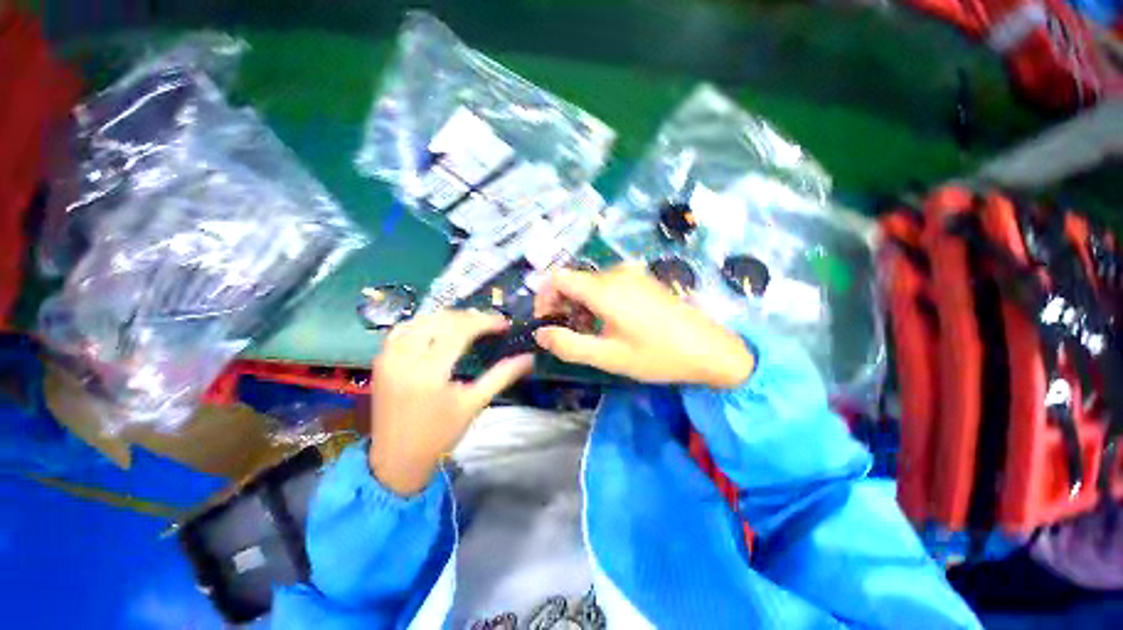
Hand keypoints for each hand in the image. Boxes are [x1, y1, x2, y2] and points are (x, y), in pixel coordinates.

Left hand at [369, 310, 533, 494]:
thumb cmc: (440, 434)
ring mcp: (388, 357)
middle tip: (488, 323)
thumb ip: (502, 376)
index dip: (484, 322)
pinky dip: (423, 323)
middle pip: (440, 320)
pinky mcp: (380, 360)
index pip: (459, 331)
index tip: (503, 322)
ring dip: (447, 317)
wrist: (396, 459)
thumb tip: (529, 358)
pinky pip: (402, 329)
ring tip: (468, 324)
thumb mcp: (474, 404)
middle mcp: (405, 358)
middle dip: (468, 316)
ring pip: (420, 320)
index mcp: (429, 372)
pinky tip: (437, 330)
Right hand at [534, 264, 753, 387]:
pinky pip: (609, 285)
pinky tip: (608, 323)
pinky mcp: (642, 280)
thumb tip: (540, 333)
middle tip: (567, 334)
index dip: (544, 298)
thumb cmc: (657, 355)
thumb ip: (568, 345)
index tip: (546, 322)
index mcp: (604, 288)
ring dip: (580, 306)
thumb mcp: (608, 357)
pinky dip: (598, 302)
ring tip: (589, 333)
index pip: (558, 278)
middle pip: (574, 280)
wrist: (710, 349)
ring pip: (590, 284)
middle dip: (562, 305)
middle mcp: (616, 273)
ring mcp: (632, 274)